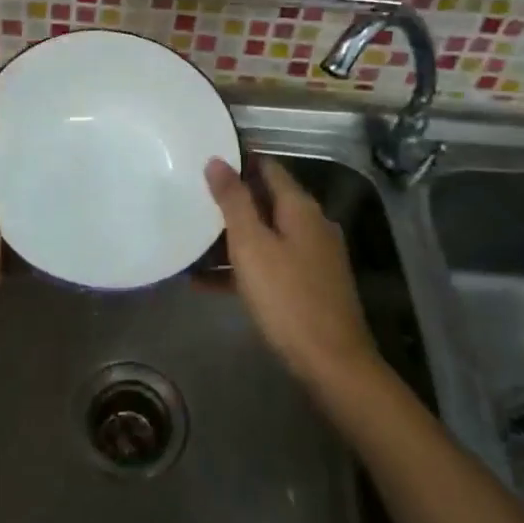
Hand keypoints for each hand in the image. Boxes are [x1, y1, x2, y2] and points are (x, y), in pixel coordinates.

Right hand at [205, 155, 378, 387]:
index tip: (206, 158)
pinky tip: (206, 281)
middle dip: (231, 200)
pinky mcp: (308, 285)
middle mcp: (311, 225)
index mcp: (300, 208)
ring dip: (232, 237)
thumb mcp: (252, 246)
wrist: (332, 363)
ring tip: (191, 238)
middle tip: (192, 198)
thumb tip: (218, 160)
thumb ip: (234, 201)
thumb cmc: (287, 298)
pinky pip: (269, 265)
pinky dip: (242, 267)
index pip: (268, 168)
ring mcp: (312, 257)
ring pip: (265, 235)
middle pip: (266, 201)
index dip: (239, 160)